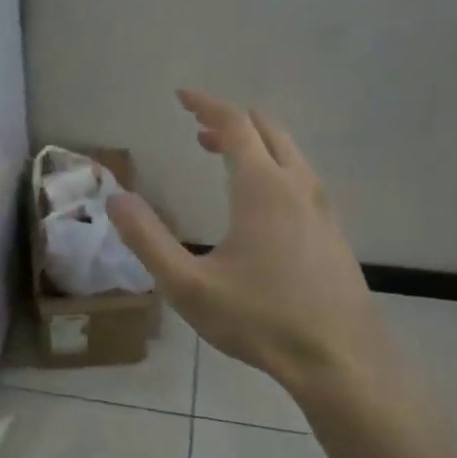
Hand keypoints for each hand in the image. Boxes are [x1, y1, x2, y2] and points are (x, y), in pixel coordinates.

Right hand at [108, 90, 393, 396]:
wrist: (341, 360)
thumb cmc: (260, 320)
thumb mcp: (188, 286)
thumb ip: (148, 240)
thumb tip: (115, 198)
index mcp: (262, 188)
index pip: (235, 124)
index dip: (207, 104)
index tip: (182, 96)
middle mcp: (297, 186)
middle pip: (267, 130)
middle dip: (230, 120)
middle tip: (198, 130)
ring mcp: (322, 209)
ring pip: (289, 153)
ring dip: (255, 144)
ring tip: (222, 157)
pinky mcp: (334, 232)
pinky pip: (302, 178)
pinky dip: (274, 167)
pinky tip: (258, 203)